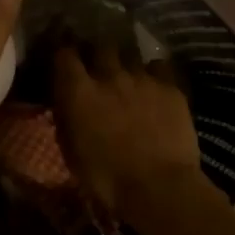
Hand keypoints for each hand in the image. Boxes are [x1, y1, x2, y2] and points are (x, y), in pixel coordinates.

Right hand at [52, 48, 206, 221]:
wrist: (160, 187)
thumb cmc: (107, 179)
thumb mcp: (73, 153)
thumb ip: (67, 120)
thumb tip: (66, 106)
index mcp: (79, 92)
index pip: (65, 54)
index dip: (64, 54)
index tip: (66, 61)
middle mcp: (109, 75)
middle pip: (101, 47)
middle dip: (99, 54)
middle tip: (100, 68)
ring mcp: (142, 78)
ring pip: (130, 55)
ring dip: (126, 64)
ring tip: (129, 77)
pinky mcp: (170, 86)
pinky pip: (159, 67)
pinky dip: (154, 74)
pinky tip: (155, 86)